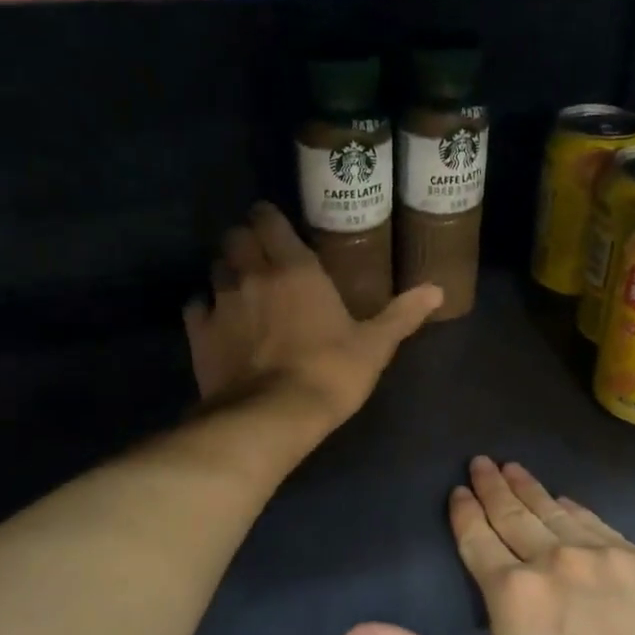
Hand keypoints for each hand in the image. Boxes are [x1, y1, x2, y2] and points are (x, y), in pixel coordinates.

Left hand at [184, 203, 441, 426]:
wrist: (273, 416)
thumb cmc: (331, 373)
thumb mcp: (375, 345)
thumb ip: (403, 314)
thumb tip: (437, 290)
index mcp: (295, 268)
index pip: (268, 220)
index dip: (268, 218)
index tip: (276, 226)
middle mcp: (252, 274)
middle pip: (235, 237)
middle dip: (245, 240)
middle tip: (261, 256)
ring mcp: (220, 302)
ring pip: (215, 268)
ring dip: (226, 271)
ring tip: (241, 287)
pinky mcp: (199, 333)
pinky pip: (197, 307)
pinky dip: (206, 308)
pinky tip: (219, 321)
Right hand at [343, 458, 634, 634]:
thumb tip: (352, 633)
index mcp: (514, 592)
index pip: (479, 539)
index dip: (464, 513)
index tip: (456, 490)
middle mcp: (557, 559)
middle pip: (517, 515)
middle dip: (494, 487)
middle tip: (481, 461)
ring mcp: (608, 557)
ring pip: (558, 512)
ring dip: (532, 490)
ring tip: (514, 469)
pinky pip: (600, 524)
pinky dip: (577, 509)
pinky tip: (569, 501)